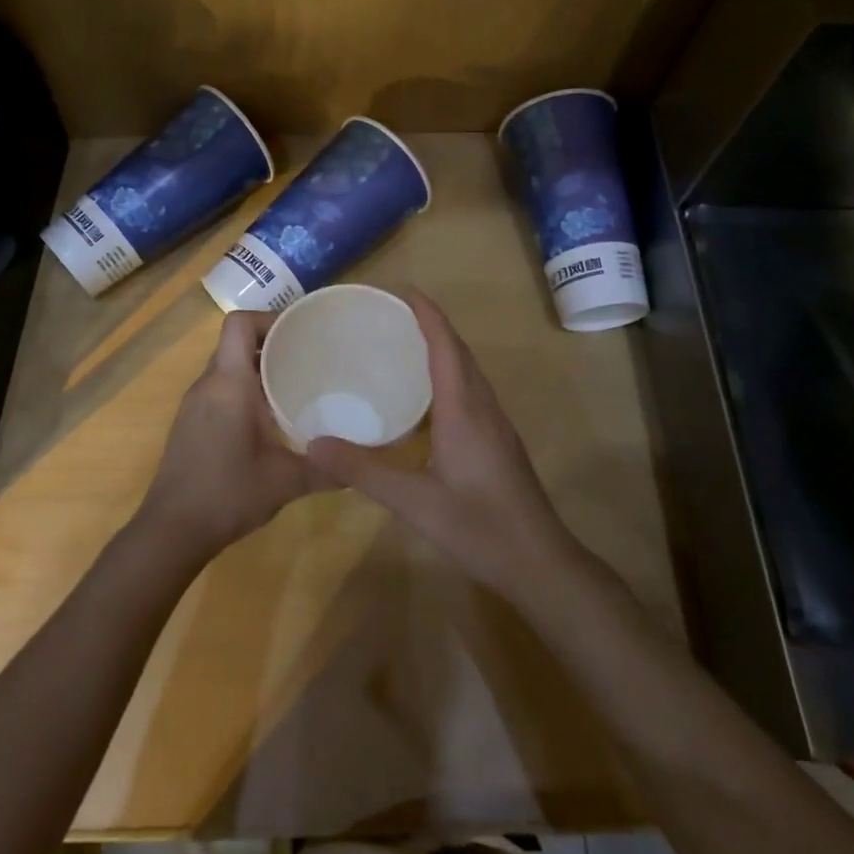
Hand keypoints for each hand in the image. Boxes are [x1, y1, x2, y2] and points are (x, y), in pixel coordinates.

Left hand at [135, 309, 321, 562]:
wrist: (171, 531)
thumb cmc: (227, 494)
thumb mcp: (286, 481)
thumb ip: (327, 469)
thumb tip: (363, 465)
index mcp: (228, 384)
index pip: (239, 324)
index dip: (269, 319)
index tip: (300, 335)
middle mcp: (207, 384)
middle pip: (236, 342)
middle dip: (271, 344)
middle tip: (309, 358)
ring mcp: (194, 404)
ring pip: (227, 367)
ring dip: (258, 368)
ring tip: (295, 384)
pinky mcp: (190, 423)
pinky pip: (220, 389)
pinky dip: (244, 390)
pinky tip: (270, 418)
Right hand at [306, 291, 578, 598]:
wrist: (540, 564)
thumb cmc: (479, 527)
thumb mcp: (414, 502)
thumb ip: (364, 470)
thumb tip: (313, 443)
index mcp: (464, 410)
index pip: (445, 346)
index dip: (427, 314)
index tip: (403, 289)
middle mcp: (483, 407)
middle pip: (459, 352)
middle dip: (431, 325)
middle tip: (393, 314)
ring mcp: (496, 425)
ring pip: (468, 372)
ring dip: (442, 349)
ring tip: (405, 345)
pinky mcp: (498, 443)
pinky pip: (471, 392)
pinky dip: (449, 376)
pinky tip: (427, 398)